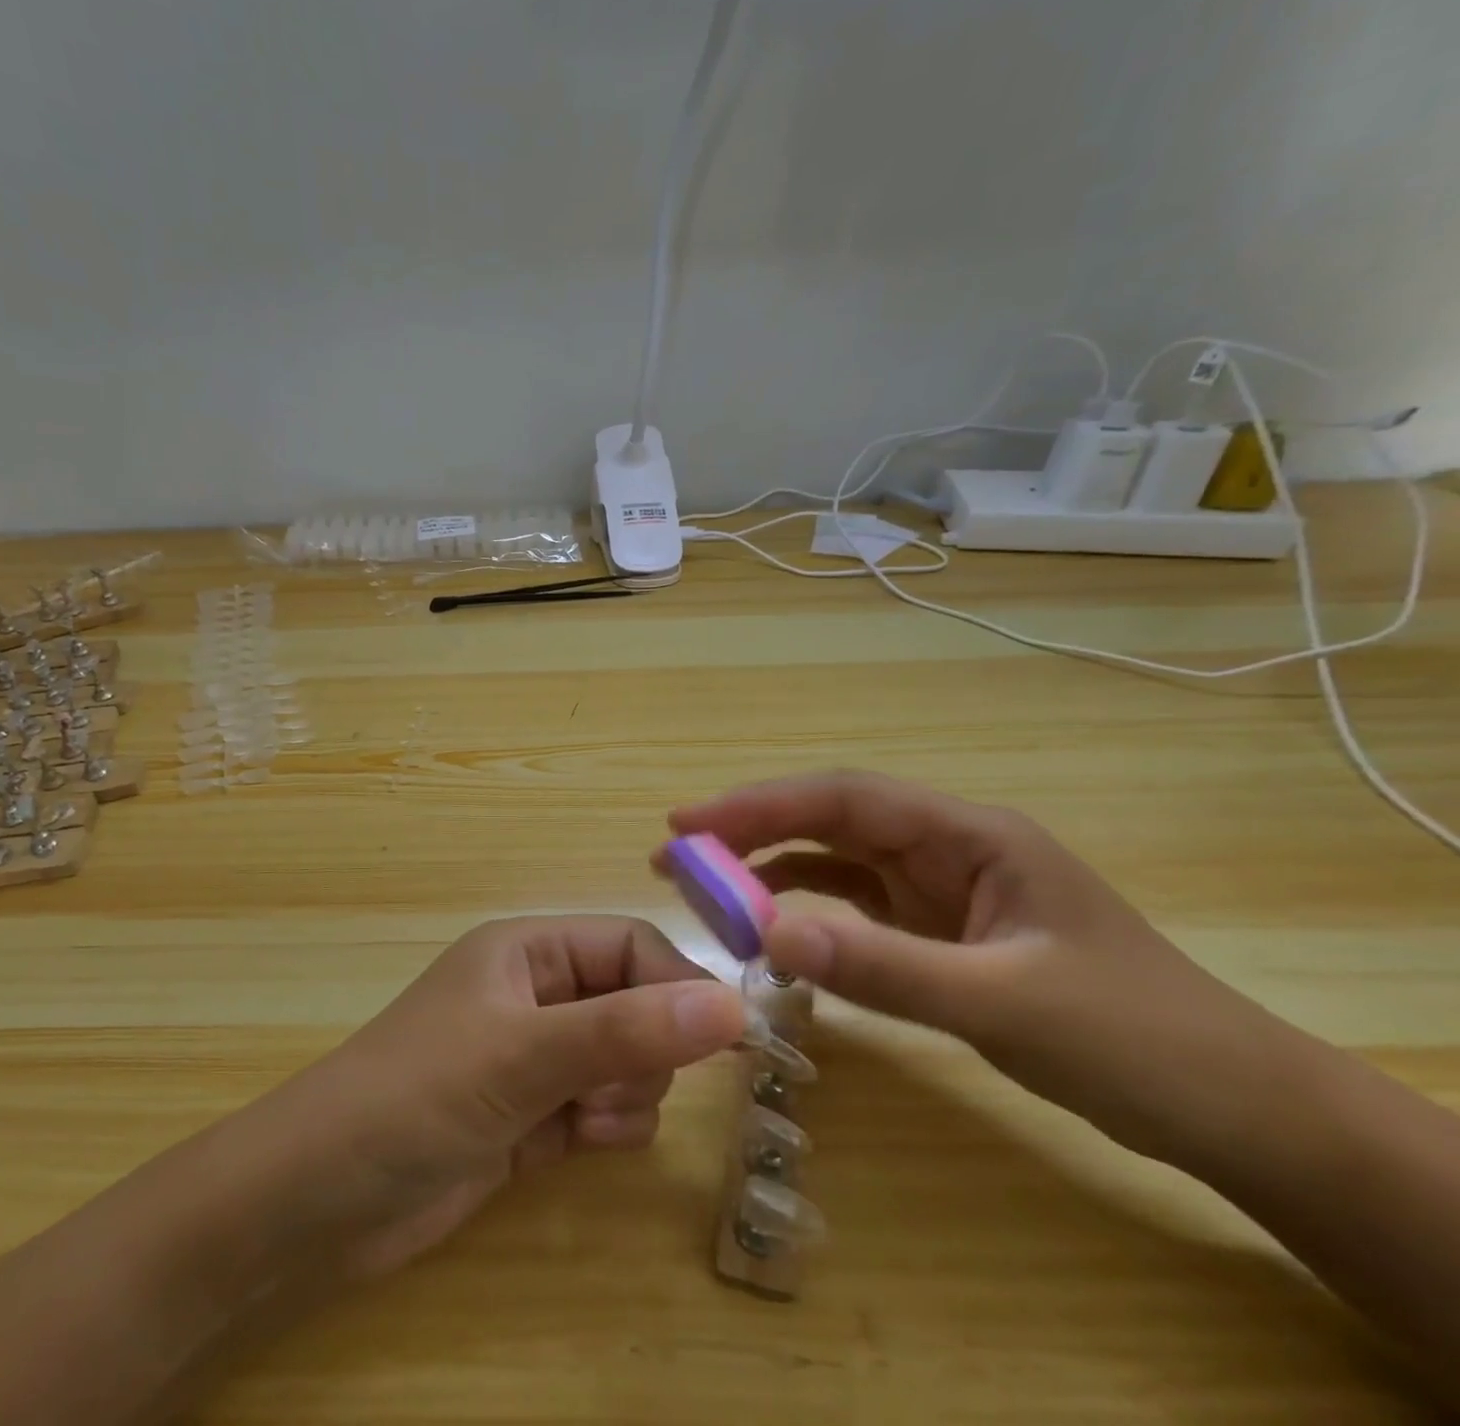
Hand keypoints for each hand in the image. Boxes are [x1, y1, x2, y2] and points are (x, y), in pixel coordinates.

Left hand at [271, 916, 746, 1278]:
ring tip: (581, 1122)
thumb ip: (627, 1030)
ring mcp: (534, 1056)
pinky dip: (605, 1125)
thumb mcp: (523, 1054)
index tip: (728, 1037)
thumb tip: (734, 1004)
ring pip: (626, 1060)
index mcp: (527, 950)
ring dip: (624, 1094)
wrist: (322, 1199)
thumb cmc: (418, 1096)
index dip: (679, 984)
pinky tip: (574, 1145)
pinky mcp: (533, 1115)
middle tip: (610, 1087)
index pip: (630, 944)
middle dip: (643, 1049)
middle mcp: (535, 994)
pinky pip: (604, 1106)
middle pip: (636, 1003)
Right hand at [666, 770, 1309, 1170]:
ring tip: (704, 893)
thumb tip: (767, 937)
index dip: (759, 805)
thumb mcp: (1003, 1001)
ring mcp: (939, 892)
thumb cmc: (1134, 1038)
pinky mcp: (937, 934)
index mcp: (967, 834)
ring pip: (833, 865)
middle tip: (676, 857)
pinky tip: (769, 934)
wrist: (1233, 1111)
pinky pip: (852, 911)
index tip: (689, 824)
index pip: (842, 798)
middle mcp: (944, 849)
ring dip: (768, 873)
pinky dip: (805, 917)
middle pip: (827, 824)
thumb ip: (883, 967)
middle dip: (749, 834)